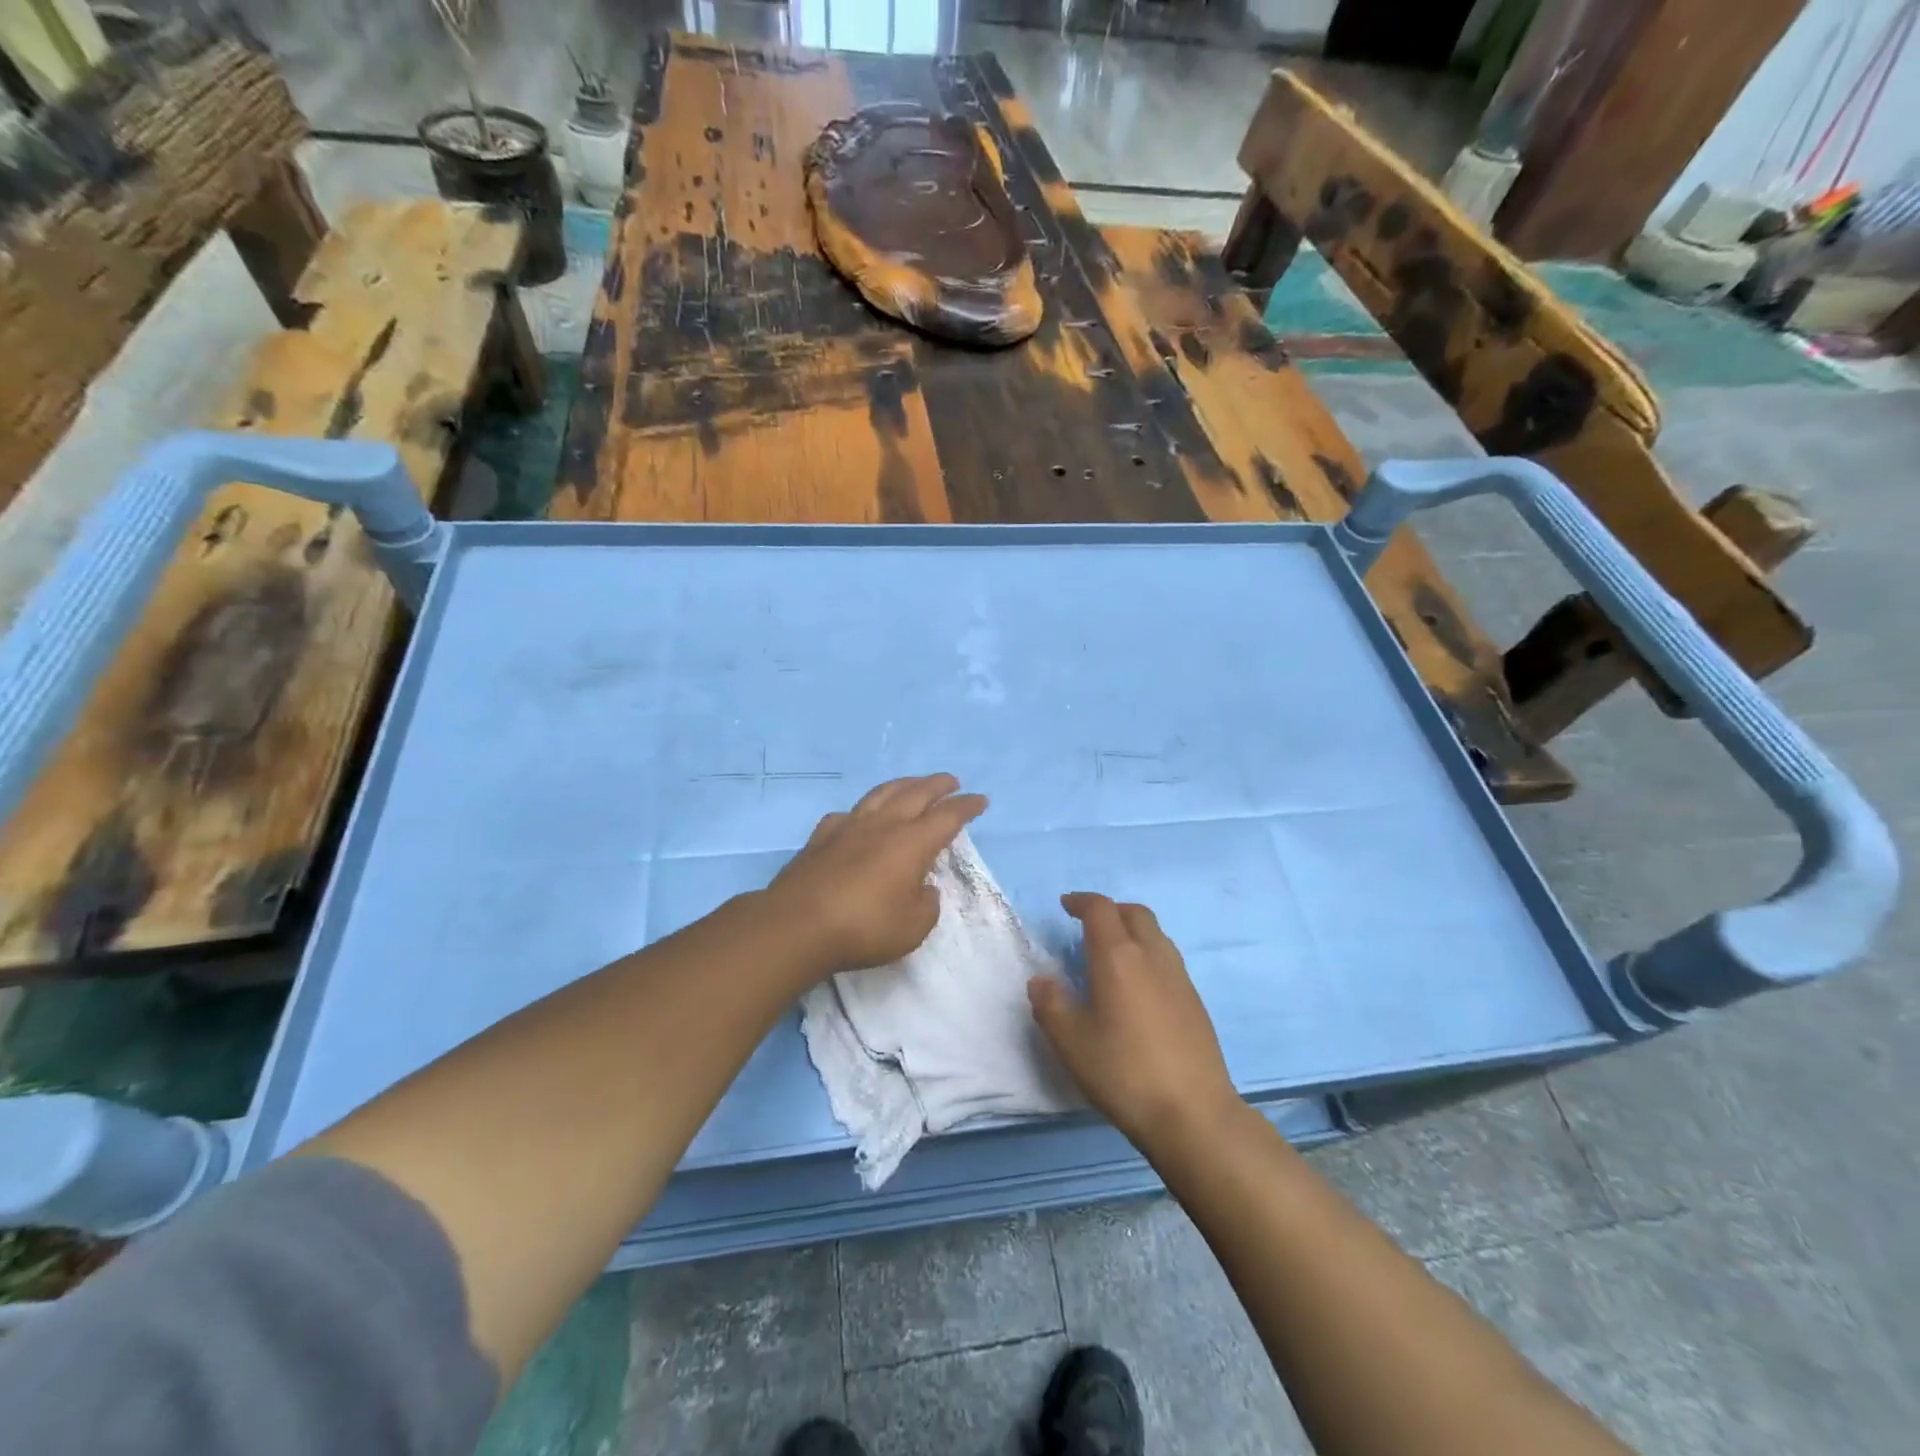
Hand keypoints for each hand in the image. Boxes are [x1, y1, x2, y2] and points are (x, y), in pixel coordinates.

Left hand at [764, 774, 987, 976]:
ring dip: (903, 785)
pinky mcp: (821, 838)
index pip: (947, 817)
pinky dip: (862, 811)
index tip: (980, 800)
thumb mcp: (913, 927)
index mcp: (912, 843)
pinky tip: (859, 817)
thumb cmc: (864, 927)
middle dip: (937, 785)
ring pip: (881, 794)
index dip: (966, 807)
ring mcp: (849, 827)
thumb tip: (922, 888)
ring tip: (913, 784)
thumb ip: (926, 903)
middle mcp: (883, 825)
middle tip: (951, 781)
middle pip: (916, 793)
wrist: (797, 925)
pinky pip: (847, 814)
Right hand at [1029, 893, 1239, 1150]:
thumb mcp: (1072, 1042)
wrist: (1194, 1113)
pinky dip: (1148, 955)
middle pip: (1134, 913)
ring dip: (1132, 930)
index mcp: (1118, 957)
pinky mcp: (1195, 1001)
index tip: (1066, 905)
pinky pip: (1167, 958)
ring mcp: (1179, 977)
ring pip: (1155, 934)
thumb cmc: (1124, 1072)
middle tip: (1088, 926)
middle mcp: (1152, 956)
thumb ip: (1051, 1005)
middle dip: (1110, 910)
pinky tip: (1138, 988)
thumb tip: (1041, 980)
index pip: (1100, 909)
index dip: (1081, 901)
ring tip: (1112, 954)